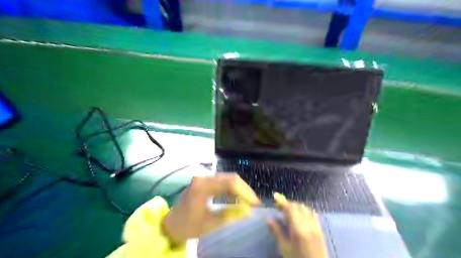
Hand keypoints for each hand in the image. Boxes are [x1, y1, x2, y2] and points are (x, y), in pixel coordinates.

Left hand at [163, 173, 260, 245]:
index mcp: (202, 186)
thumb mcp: (209, 224)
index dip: (245, 192)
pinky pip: (223, 182)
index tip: (255, 203)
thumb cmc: (188, 225)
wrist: (171, 224)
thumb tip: (249, 210)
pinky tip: (238, 198)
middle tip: (254, 202)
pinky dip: (233, 189)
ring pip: (228, 178)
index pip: (229, 183)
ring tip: (249, 201)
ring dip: (240, 189)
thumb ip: (230, 215)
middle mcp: (204, 178)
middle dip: (245, 189)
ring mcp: (204, 178)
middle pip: (230, 178)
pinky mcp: (205, 182)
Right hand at [267, 194, 326, 257]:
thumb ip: (277, 232)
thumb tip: (269, 219)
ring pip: (306, 209)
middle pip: (298, 206)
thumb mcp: (284, 248)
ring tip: (289, 212)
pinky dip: (305, 211)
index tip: (275, 199)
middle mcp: (308, 224)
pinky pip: (313, 214)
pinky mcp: (320, 230)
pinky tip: (301, 216)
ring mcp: (316, 226)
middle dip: (288, 204)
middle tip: (279, 208)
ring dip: (296, 207)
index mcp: (298, 228)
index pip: (290, 208)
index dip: (282, 202)